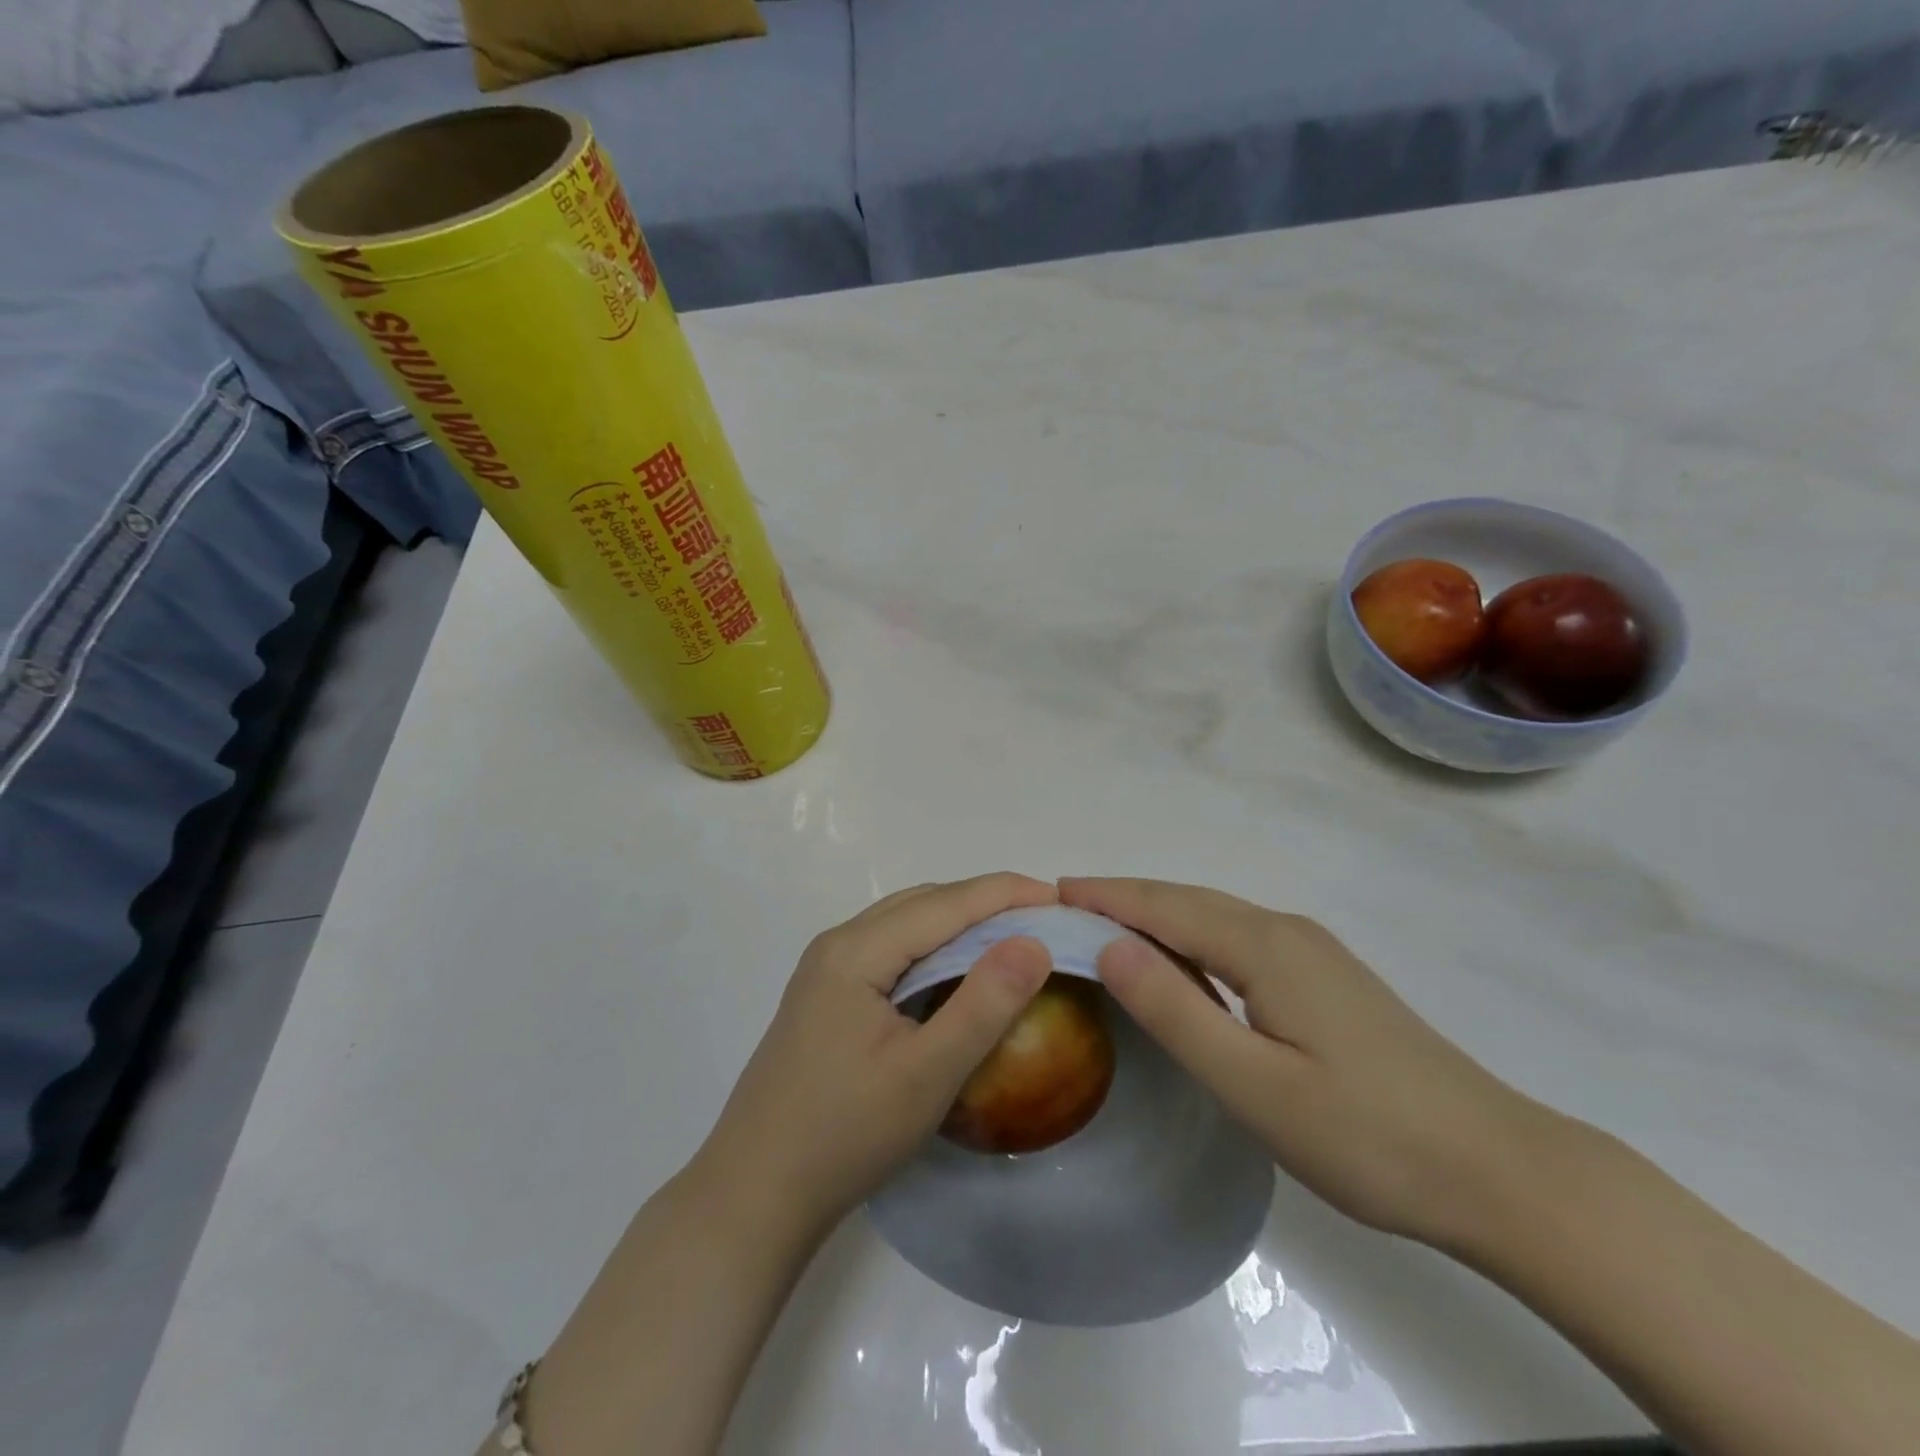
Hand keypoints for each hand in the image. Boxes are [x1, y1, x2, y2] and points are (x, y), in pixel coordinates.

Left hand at [697, 873, 1055, 1233]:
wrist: (753, 1195)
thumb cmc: (844, 1135)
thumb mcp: (927, 1074)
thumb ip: (983, 1004)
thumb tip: (1033, 943)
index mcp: (857, 950)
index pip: (946, 903)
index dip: (1006, 894)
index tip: (1061, 898)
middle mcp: (838, 944)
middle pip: (924, 904)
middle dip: (986, 902)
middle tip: (1043, 919)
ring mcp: (827, 969)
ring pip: (905, 924)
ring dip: (959, 923)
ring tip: (1010, 939)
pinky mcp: (826, 996)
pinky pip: (891, 951)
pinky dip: (933, 949)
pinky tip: (956, 973)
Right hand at [1060, 877, 1562, 1249]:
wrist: (1498, 1171)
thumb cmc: (1366, 1136)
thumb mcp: (1253, 1084)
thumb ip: (1176, 1010)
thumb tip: (1110, 945)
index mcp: (1264, 947)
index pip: (1164, 907)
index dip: (1107, 897)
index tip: (1052, 891)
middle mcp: (1285, 932)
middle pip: (1188, 901)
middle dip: (1125, 898)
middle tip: (1067, 905)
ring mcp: (1312, 953)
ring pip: (1215, 917)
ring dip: (1157, 914)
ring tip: (1107, 925)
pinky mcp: (1326, 978)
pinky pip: (1238, 938)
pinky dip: (1192, 936)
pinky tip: (1181, 961)